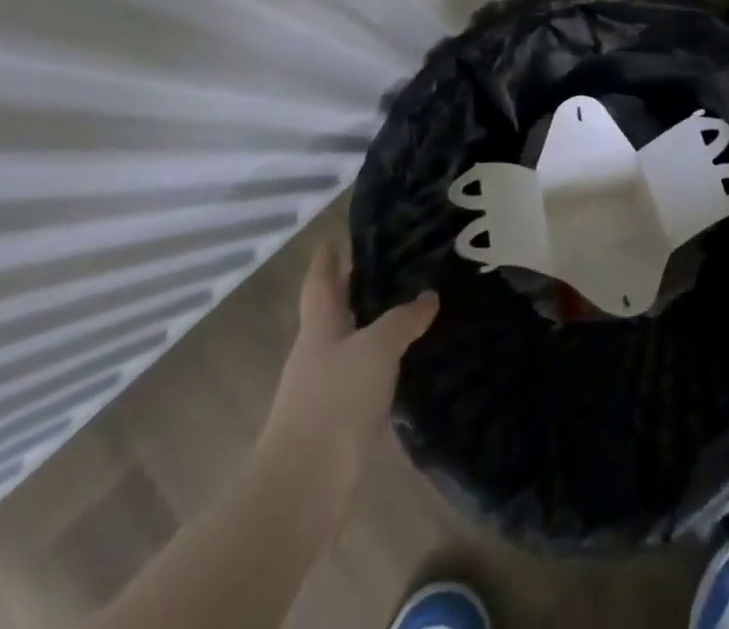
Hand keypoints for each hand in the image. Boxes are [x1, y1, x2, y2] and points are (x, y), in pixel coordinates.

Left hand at [260, 242, 437, 498]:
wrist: (301, 494)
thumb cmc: (333, 405)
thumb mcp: (375, 350)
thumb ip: (402, 321)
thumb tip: (428, 296)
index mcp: (318, 327)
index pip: (321, 279)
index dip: (328, 256)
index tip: (338, 234)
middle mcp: (316, 353)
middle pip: (334, 310)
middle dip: (355, 288)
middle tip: (391, 263)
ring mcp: (322, 391)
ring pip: (350, 345)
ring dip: (371, 327)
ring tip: (407, 309)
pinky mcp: (334, 424)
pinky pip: (360, 380)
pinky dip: (379, 365)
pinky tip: (402, 365)